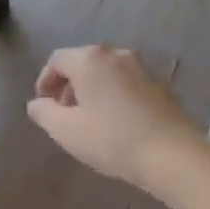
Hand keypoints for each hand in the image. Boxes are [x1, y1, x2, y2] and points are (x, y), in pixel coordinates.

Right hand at [26, 46, 206, 193]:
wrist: (173, 154)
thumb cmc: (112, 139)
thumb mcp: (66, 131)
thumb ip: (44, 113)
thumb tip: (37, 103)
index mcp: (90, 59)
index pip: (57, 60)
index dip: (45, 80)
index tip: (44, 104)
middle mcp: (116, 54)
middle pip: (83, 62)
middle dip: (69, 85)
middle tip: (65, 113)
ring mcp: (142, 68)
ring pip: (107, 72)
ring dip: (93, 90)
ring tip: (91, 120)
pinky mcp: (161, 85)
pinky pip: (127, 83)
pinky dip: (115, 95)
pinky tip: (118, 123)